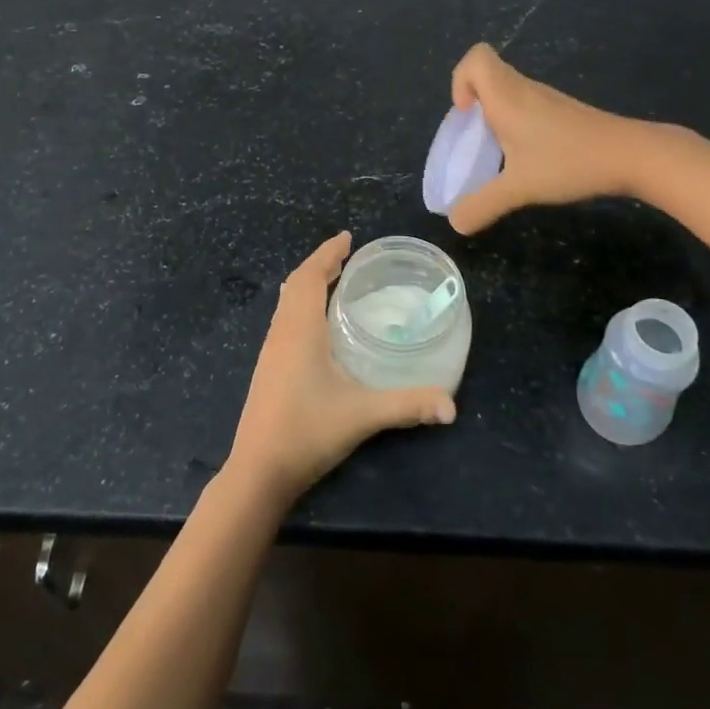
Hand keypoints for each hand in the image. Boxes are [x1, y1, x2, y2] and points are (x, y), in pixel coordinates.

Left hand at [227, 231, 455, 508]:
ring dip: (307, 283)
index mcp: (300, 329)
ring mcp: (270, 350)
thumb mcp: (362, 416)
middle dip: (319, 264)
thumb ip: (407, 406)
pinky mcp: (267, 368)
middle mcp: (281, 332)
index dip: (327, 253)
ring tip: (333, 279)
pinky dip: (300, 304)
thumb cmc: (307, 433)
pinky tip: (316, 323)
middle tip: (346, 255)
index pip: (310, 277)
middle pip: (295, 283)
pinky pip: (283, 318)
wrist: (258, 471)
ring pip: (286, 301)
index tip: (347, 237)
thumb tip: (451, 405)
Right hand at [447, 43, 649, 234]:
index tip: (465, 115)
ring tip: (500, 153)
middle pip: (489, 74)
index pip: (476, 59)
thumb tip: (455, 222)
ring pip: (509, 91)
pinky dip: (517, 124)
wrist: (632, 156)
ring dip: (495, 115)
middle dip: (473, 103)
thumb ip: (482, 205)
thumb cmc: (569, 162)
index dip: (460, 80)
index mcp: (507, 97)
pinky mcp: (564, 112)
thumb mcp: (519, 189)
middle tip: (477, 139)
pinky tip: (530, 157)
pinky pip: (527, 106)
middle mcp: (524, 90)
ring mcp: (547, 100)